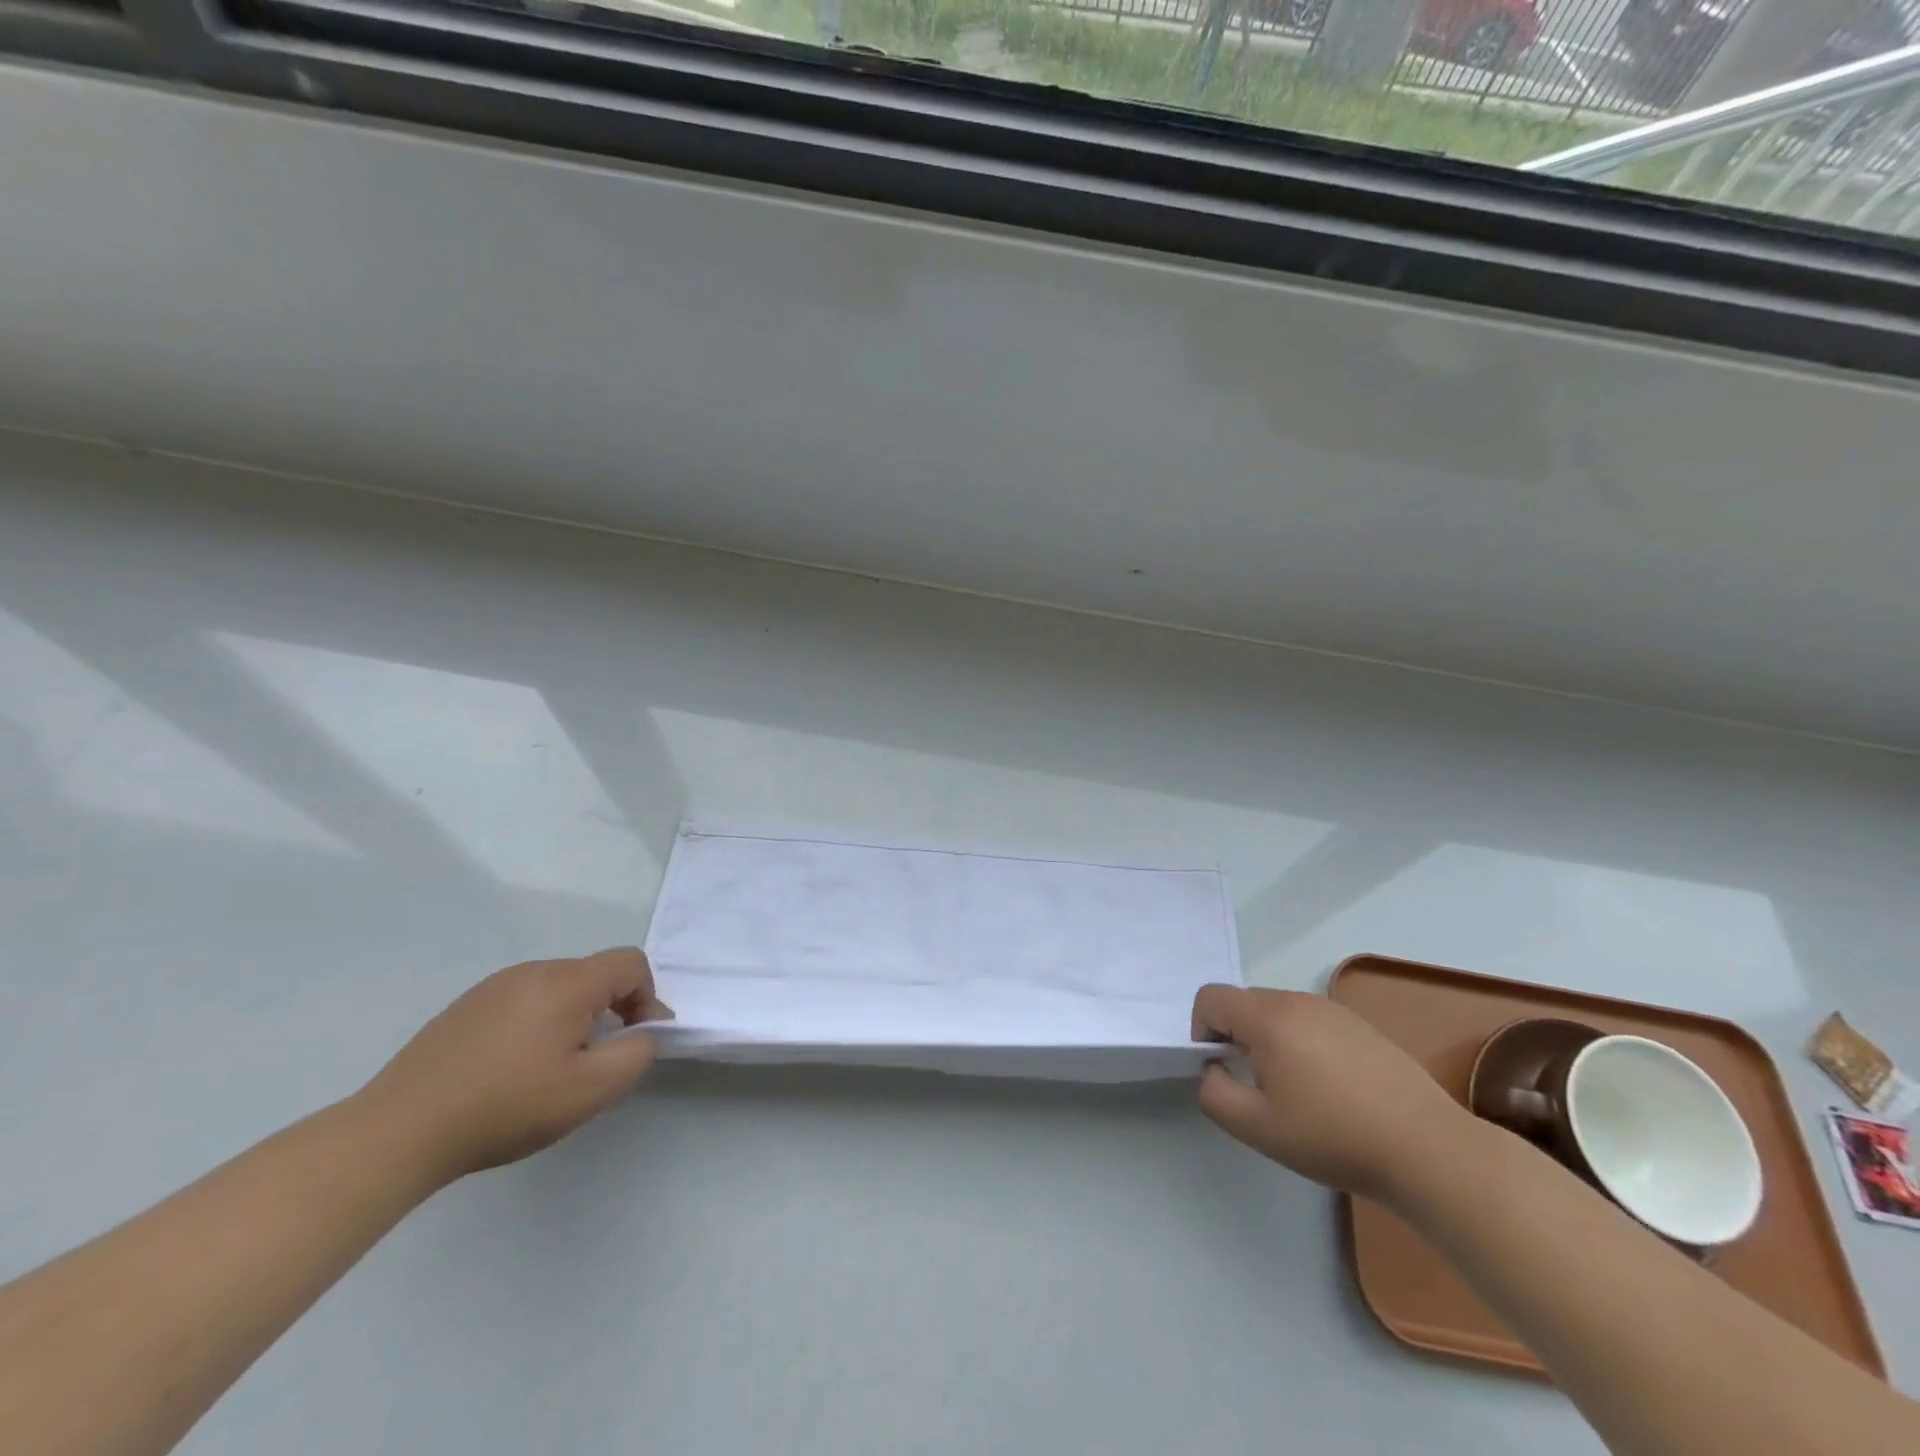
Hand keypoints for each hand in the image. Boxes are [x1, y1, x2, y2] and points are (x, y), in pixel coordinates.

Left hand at [355, 948, 671, 1181]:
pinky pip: (521, 1002)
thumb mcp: (590, 1090)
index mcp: (567, 982)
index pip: (631, 964)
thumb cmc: (506, 1106)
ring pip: (557, 989)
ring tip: (552, 1070)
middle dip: (610, 1010)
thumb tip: (641, 1034)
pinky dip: (536, 1024)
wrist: (398, 1132)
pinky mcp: (464, 1008)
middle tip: (596, 1062)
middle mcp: (532, 971)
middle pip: (594, 975)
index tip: (637, 1040)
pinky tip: (511, 1070)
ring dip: (573, 1018)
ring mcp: (493, 987)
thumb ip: (636, 1054)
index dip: (648, 997)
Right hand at [1191, 985, 1468, 1202]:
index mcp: (1267, 1017)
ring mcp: (1334, 1010)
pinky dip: (1304, 1045)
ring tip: (1296, 1091)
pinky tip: (1331, 1090)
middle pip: (1244, 1002)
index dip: (1201, 1031)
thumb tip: (1214, 1068)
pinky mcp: (1362, 1026)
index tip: (1222, 1070)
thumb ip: (1214, 1092)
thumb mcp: (1255, 1127)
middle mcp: (1297, 1001)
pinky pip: (1312, 1023)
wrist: (1428, 1150)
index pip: (1210, 998)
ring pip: (1279, 1012)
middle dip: (1236, 1036)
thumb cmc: (1332, 1137)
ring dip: (1270, 1041)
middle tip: (1258, 1086)